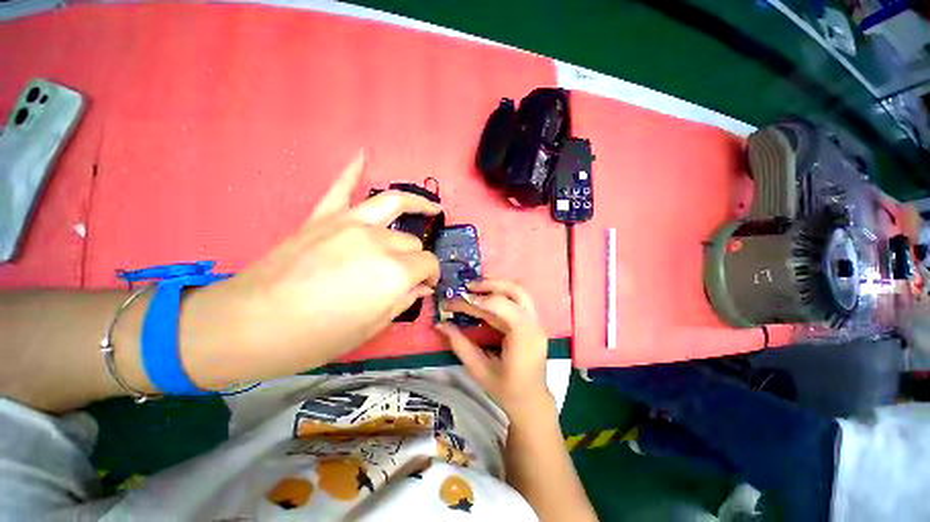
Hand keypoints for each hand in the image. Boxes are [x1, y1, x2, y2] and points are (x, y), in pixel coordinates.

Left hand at [180, 152, 441, 388]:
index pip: (428, 264)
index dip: (432, 275)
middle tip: (409, 273)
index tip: (426, 285)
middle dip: (415, 257)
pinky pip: (342, 187)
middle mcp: (379, 241)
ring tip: (431, 207)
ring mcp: (350, 223)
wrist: (251, 325)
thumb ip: (403, 302)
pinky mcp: (323, 217)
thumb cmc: (317, 336)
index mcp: (394, 273)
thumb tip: (420, 288)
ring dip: (416, 205)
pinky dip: (353, 171)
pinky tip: (363, 156)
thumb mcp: (371, 328)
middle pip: (411, 240)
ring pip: (394, 205)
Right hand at [435, 280, 552, 420]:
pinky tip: (484, 298)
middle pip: (517, 289)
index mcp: (524, 338)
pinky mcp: (532, 322)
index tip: (459, 300)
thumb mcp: (479, 370)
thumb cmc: (506, 391)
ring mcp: (536, 322)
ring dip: (496, 285)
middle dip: (491, 283)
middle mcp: (534, 325)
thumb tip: (440, 324)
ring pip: (519, 291)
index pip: (504, 306)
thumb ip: (460, 344)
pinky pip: (517, 300)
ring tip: (473, 289)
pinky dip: (500, 294)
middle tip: (468, 287)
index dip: (480, 300)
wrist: (531, 402)